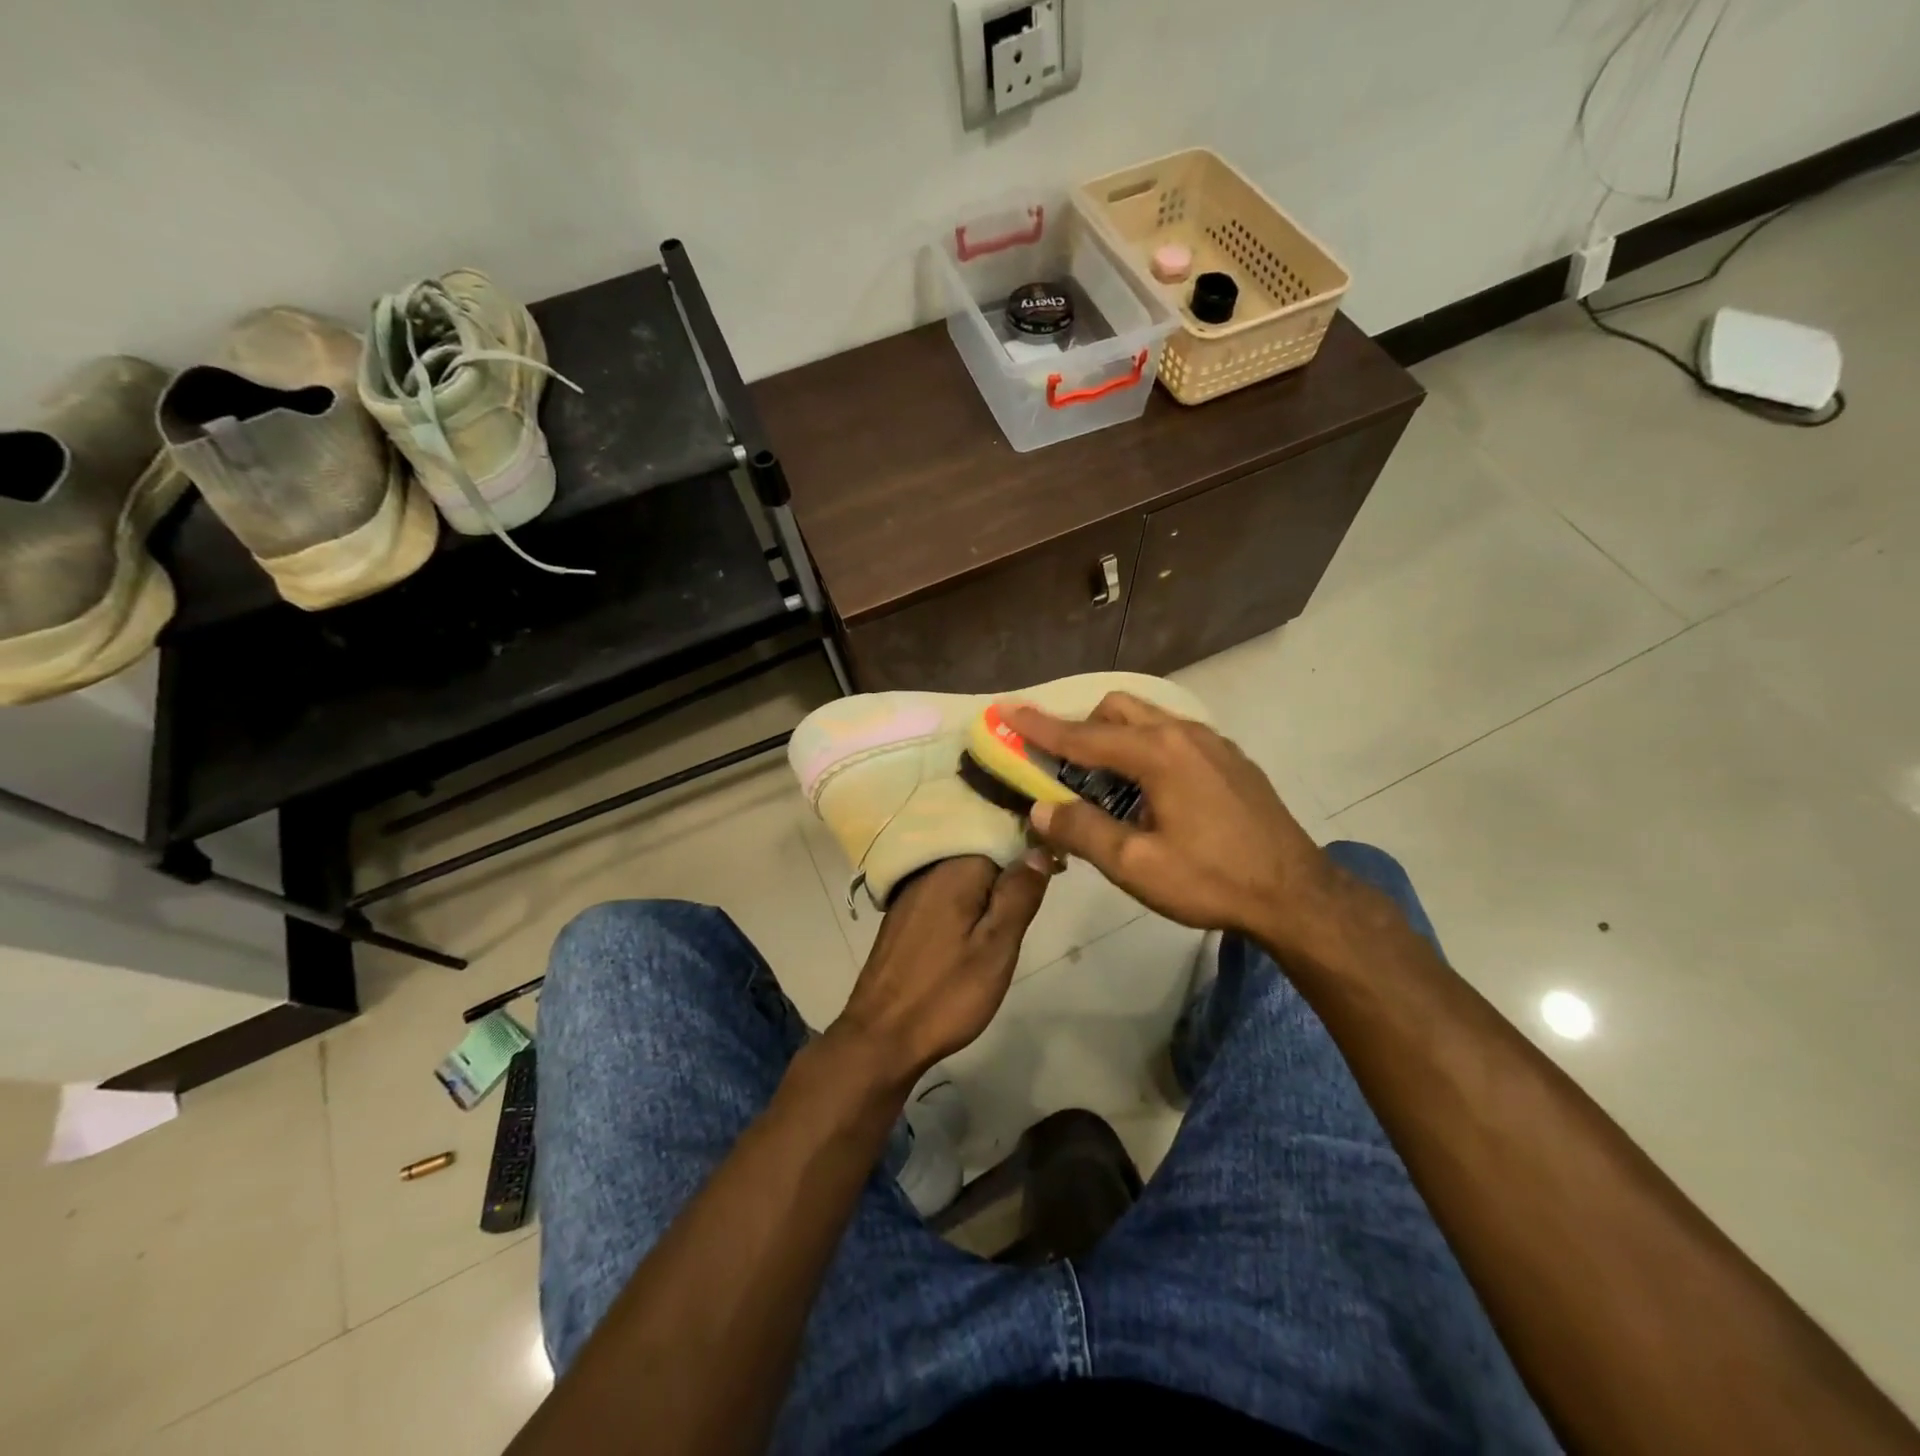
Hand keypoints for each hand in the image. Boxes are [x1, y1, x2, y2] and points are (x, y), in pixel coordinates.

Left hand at [831, 854, 1051, 1087]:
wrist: (881, 1036)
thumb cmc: (946, 993)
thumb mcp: (997, 948)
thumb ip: (1019, 895)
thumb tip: (1040, 850)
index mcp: (955, 870)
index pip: (1002, 837)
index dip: (1030, 855)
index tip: (1054, 876)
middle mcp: (929, 870)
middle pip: (980, 855)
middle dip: (1006, 874)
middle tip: (1026, 911)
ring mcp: (911, 892)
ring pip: (961, 876)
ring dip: (984, 891)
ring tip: (1003, 923)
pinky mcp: (902, 914)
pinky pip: (942, 893)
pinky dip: (961, 904)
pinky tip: (969, 931)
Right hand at [1001, 694, 1337, 959]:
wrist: (1297, 894)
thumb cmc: (1212, 880)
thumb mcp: (1137, 865)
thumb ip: (1082, 831)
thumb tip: (1039, 808)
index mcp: (1157, 753)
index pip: (1082, 735)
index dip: (1039, 725)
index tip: (1005, 709)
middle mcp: (1183, 733)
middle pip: (1116, 709)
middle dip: (1081, 728)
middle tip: (1063, 769)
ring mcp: (1211, 742)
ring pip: (1147, 718)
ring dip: (1114, 739)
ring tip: (1106, 785)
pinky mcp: (1228, 758)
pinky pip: (1172, 735)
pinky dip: (1144, 748)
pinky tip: (1150, 792)